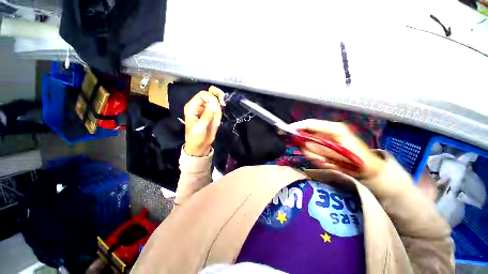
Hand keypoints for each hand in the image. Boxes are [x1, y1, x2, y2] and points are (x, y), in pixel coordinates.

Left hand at [183, 86, 225, 156]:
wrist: (200, 146)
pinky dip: (220, 113)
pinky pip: (219, 109)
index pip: (203, 94)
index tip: (219, 104)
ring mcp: (207, 110)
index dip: (211, 97)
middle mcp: (200, 106)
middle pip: (210, 94)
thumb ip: (207, 115)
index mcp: (193, 106)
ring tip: (216, 119)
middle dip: (218, 97)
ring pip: (216, 100)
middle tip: (223, 103)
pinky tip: (217, 120)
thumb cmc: (195, 137)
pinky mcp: (213, 114)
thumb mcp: (199, 127)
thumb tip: (214, 103)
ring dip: (219, 107)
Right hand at [291, 119, 384, 177]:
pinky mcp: (323, 146)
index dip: (298, 126)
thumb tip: (304, 143)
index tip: (288, 131)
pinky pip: (313, 152)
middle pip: (307, 137)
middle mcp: (327, 132)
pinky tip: (327, 162)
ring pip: (308, 146)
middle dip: (309, 149)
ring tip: (326, 162)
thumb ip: (321, 147)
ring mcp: (325, 139)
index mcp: (333, 128)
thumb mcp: (340, 152)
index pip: (311, 123)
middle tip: (319, 159)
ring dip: (314, 156)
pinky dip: (317, 158)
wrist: (367, 168)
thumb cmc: (358, 158)